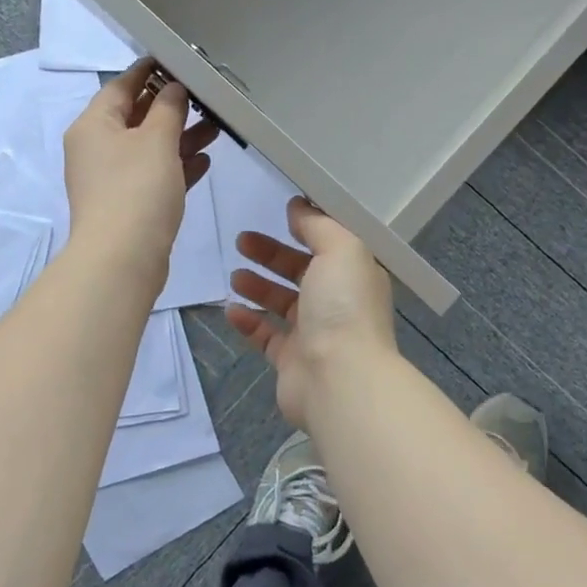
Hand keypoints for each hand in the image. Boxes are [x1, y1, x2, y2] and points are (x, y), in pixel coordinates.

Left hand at [63, 61, 218, 284]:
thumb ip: (168, 107)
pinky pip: (154, 175)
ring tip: (215, 127)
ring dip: (179, 136)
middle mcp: (97, 149)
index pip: (121, 86)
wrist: (122, 259)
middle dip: (171, 106)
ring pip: (149, 147)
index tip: (177, 59)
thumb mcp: (157, 139)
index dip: (149, 70)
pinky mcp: (128, 204)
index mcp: (93, 125)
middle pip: (136, 117)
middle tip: (204, 95)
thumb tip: (173, 88)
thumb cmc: (136, 189)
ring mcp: (111, 179)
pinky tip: (203, 160)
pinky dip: (176, 165)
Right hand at [224, 197, 397, 430]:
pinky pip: (266, 335)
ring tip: (235, 275)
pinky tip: (231, 310)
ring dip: (258, 286)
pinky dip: (248, 322)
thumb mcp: (340, 248)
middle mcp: (338, 302)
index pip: (330, 244)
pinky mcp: (291, 360)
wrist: (339, 379)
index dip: (307, 227)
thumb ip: (318, 225)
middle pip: (301, 270)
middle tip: (243, 240)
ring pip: (282, 302)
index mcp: (355, 274)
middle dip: (272, 254)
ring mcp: (315, 333)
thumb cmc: (343, 306)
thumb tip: (299, 207)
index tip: (280, 212)